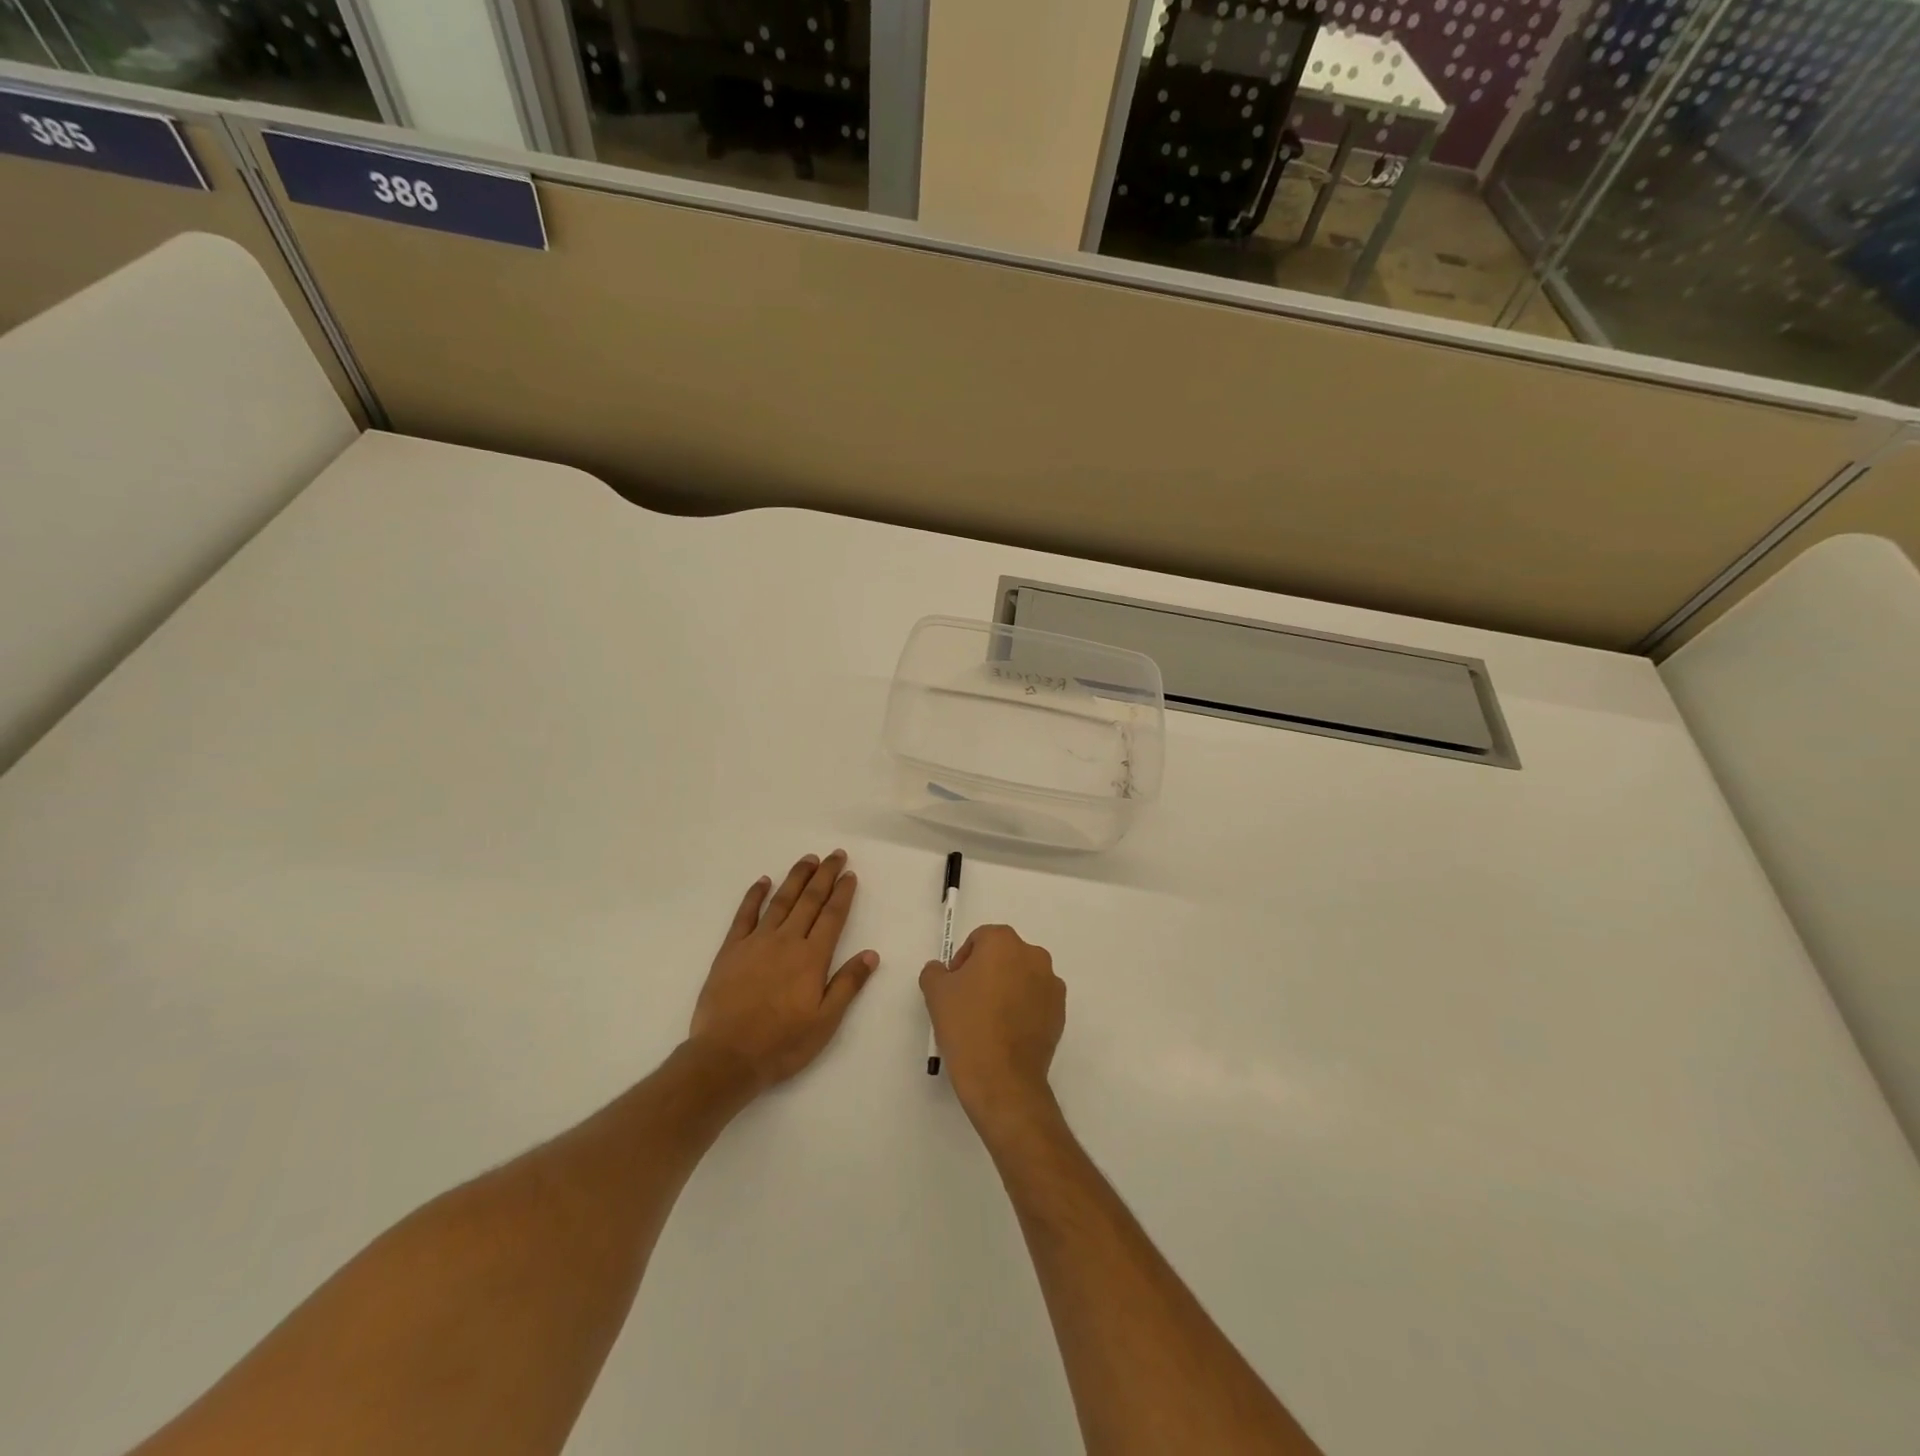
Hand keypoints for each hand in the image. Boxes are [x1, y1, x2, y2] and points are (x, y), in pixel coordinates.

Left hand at [689, 851, 879, 1090]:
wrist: (727, 1056)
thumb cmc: (782, 1044)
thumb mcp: (825, 1022)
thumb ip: (848, 984)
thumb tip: (871, 954)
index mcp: (812, 958)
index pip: (832, 916)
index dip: (843, 893)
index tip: (850, 874)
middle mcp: (786, 941)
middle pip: (809, 900)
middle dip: (824, 875)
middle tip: (835, 855)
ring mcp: (756, 942)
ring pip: (780, 901)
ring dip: (796, 878)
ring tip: (808, 860)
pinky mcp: (730, 950)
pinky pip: (744, 915)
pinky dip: (755, 895)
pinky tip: (763, 881)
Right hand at [920, 925, 1065, 1133]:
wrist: (1002, 1079)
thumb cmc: (966, 1026)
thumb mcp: (935, 992)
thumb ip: (935, 971)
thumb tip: (944, 971)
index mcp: (1003, 942)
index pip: (980, 939)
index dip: (963, 960)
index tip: (954, 986)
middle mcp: (1033, 955)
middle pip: (1004, 955)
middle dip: (986, 972)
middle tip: (969, 1002)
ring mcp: (1051, 984)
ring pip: (1022, 977)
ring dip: (1007, 989)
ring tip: (989, 1020)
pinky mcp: (1060, 1012)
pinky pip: (1036, 1000)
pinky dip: (1023, 1009)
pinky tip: (1007, 1033)